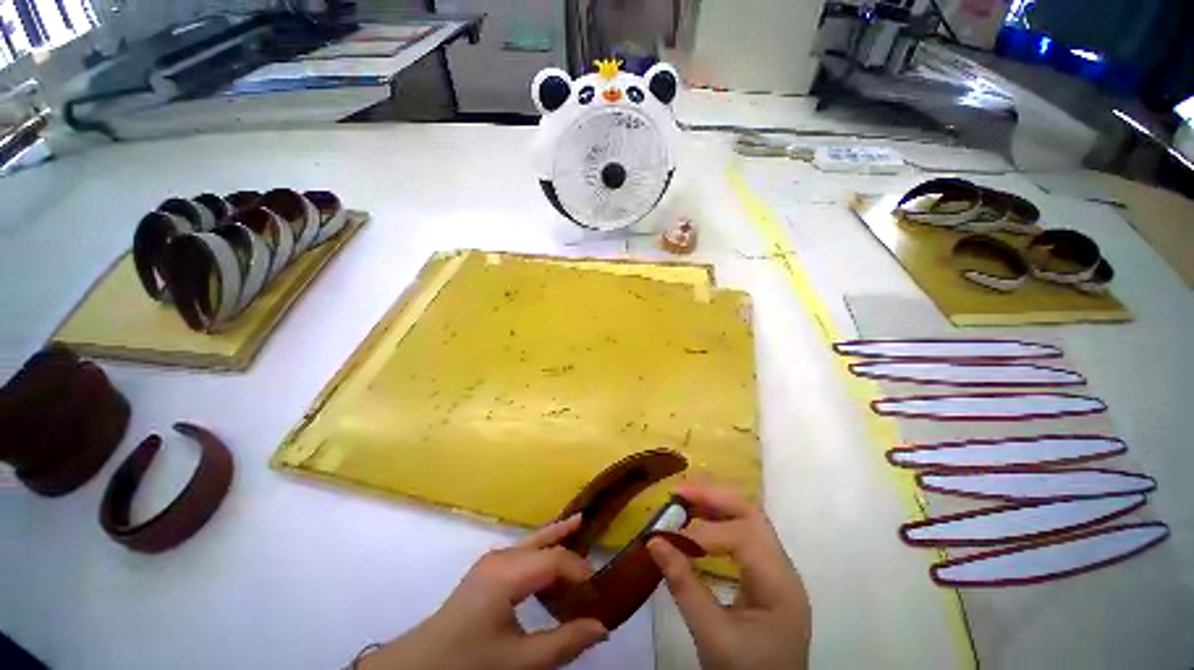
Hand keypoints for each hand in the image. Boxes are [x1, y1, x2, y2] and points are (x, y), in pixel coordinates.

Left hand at [359, 514, 607, 669]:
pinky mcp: (486, 570)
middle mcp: (500, 558)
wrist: (421, 666)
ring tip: (577, 527)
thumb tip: (602, 628)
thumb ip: (563, 644)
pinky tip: (549, 557)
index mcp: (507, 573)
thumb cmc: (470, 662)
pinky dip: (540, 549)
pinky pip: (522, 551)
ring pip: (531, 541)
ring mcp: (491, 561)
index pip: (553, 560)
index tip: (598, 586)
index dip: (579, 569)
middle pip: (542, 540)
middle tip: (592, 530)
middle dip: (567, 535)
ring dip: (554, 537)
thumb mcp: (519, 661)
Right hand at [647, 484, 810, 669]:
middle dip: (714, 498)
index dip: (702, 533)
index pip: (741, 538)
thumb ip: (683, 585)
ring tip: (685, 501)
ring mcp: (778, 571)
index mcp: (779, 585)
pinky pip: (746, 536)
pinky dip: (722, 523)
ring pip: (750, 521)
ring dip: (717, 506)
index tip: (667, 535)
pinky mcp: (768, 577)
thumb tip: (653, 540)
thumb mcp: (711, 635)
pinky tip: (701, 526)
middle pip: (752, 515)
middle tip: (679, 493)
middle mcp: (784, 569)